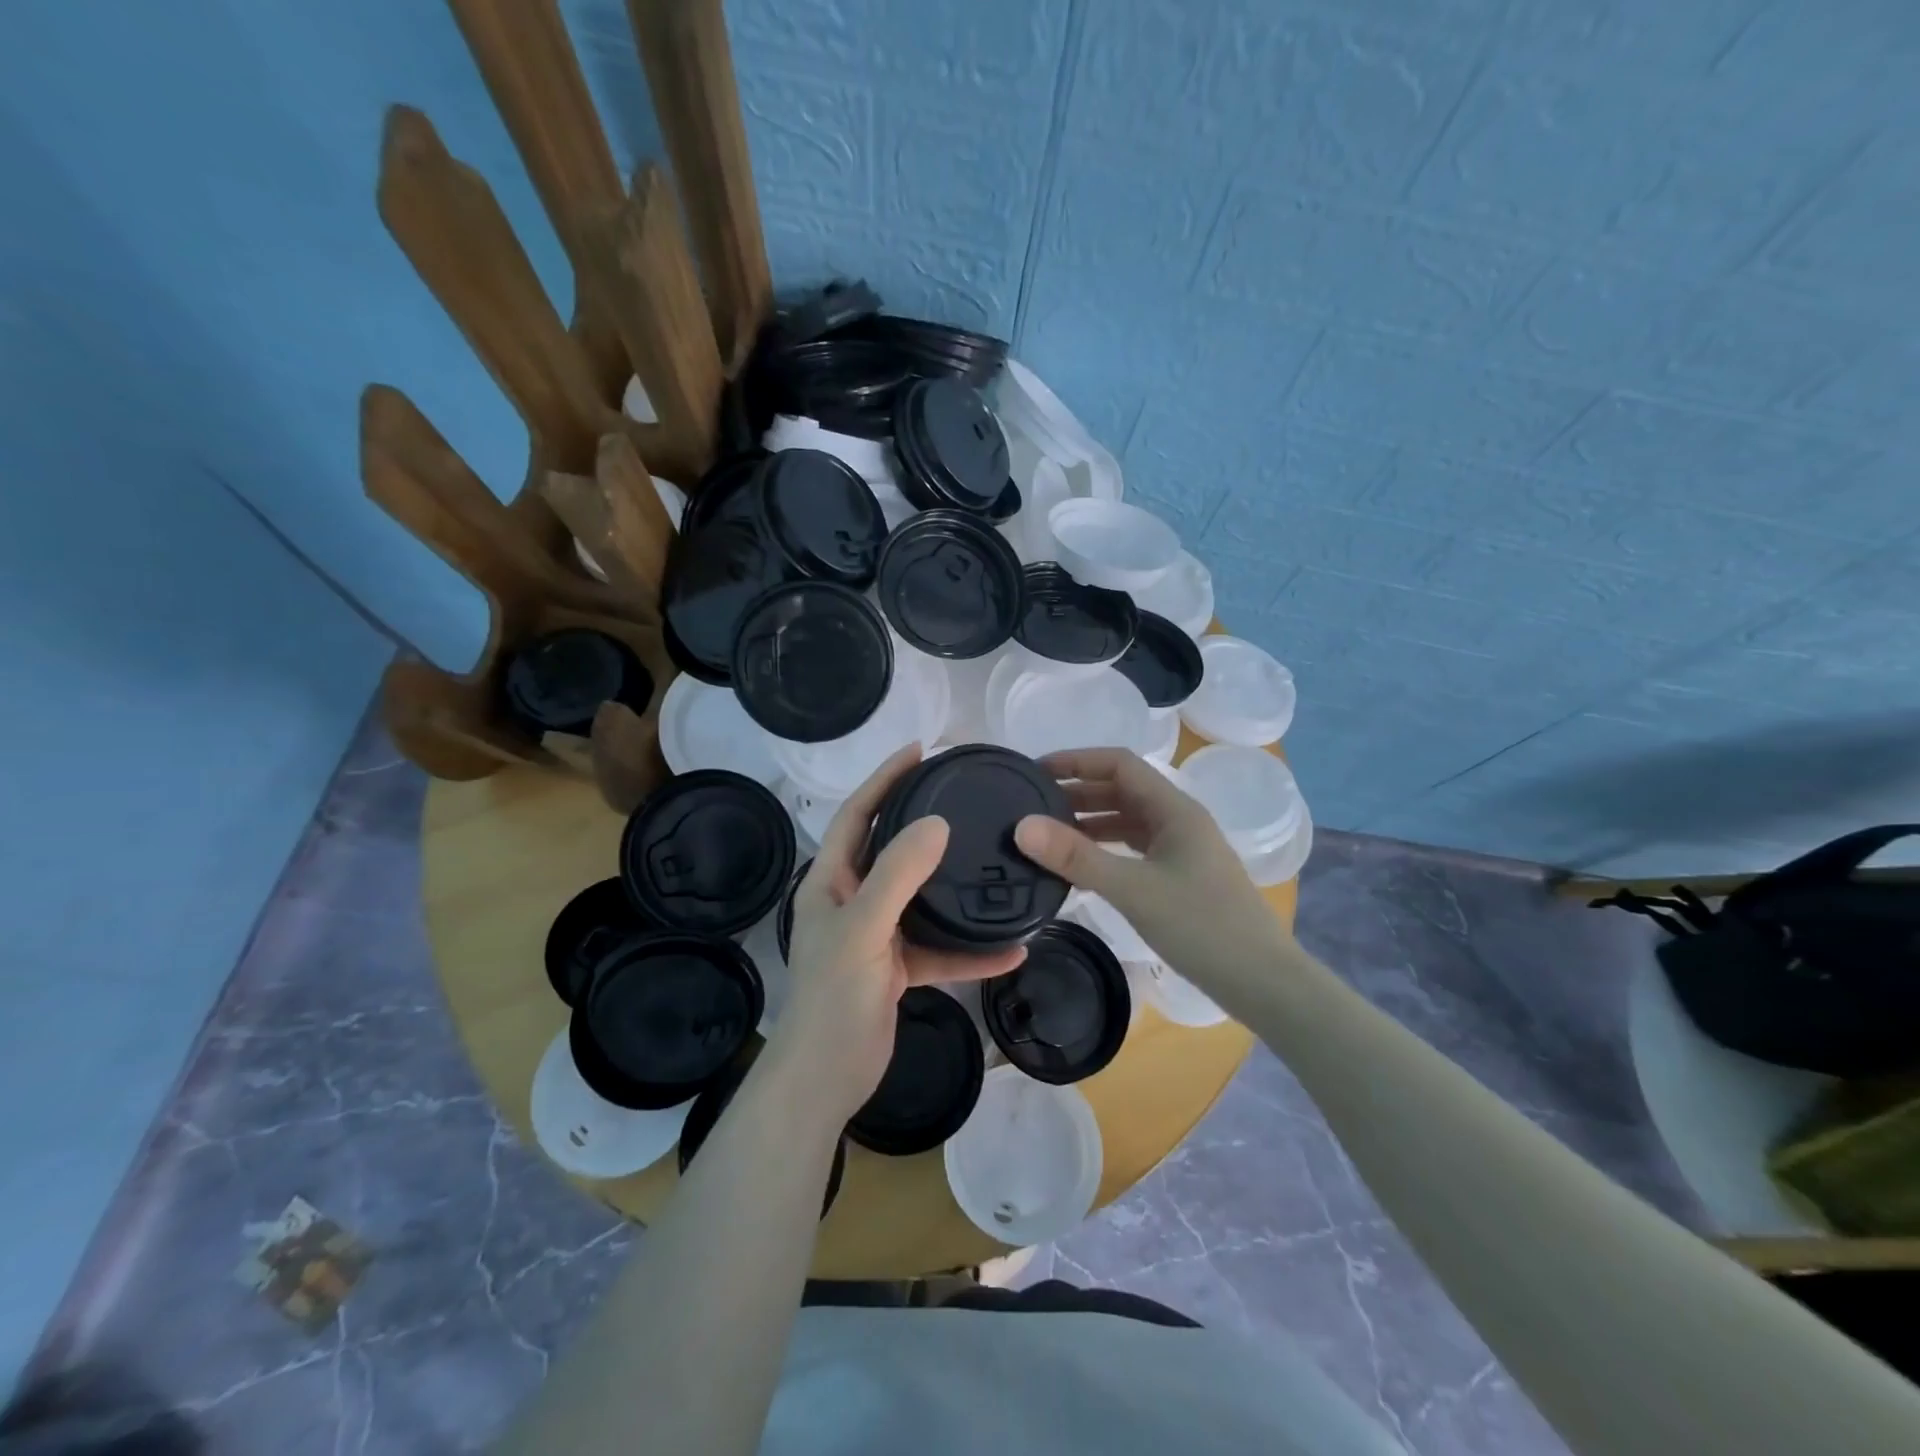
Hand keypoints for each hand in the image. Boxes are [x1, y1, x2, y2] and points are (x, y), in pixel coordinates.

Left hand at [773, 745, 1025, 1121]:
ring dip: (954, 888)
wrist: (826, 1079)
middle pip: (891, 849)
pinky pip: (937, 948)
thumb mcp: (865, 929)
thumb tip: (936, 823)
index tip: (920, 751)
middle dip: (922, 822)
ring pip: (920, 898)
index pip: (856, 814)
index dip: (884, 779)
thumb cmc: (835, 997)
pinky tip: (1010, 952)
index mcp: (831, 881)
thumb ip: (898, 875)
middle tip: (962, 795)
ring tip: (992, 862)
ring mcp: (875, 934)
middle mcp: (852, 899)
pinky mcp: (896, 967)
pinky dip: (969, 950)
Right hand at [1013, 747, 1291, 993]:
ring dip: (1089, 820)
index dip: (1077, 760)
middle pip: (1122, 789)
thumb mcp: (1133, 889)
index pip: (1119, 764)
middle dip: (1078, 791)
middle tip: (1032, 803)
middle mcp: (1179, 819)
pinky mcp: (1180, 876)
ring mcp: (1182, 849)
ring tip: (1047, 833)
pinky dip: (1105, 848)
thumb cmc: (1201, 926)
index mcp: (1174, 809)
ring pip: (1128, 820)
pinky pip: (1134, 847)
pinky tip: (1081, 865)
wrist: (1261, 981)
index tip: (1035, 771)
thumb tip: (1022, 826)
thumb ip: (1076, 857)